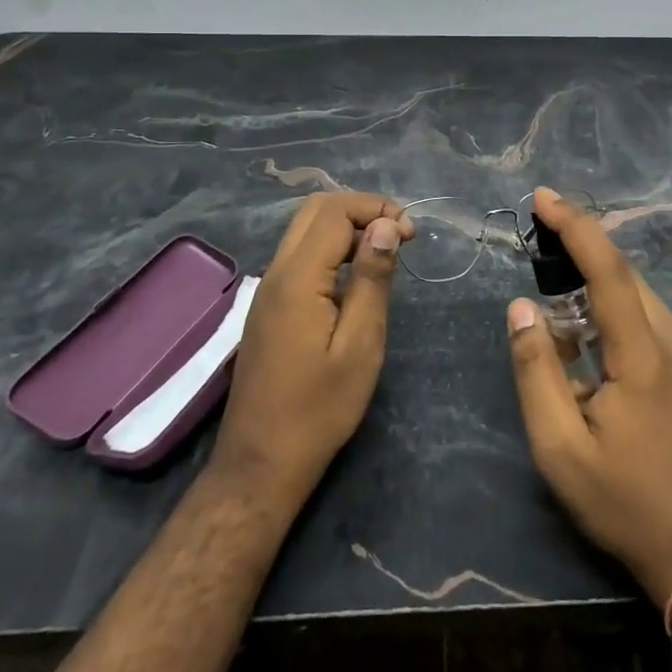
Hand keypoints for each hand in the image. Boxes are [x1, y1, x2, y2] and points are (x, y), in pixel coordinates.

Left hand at [213, 192, 413, 504]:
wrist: (261, 462)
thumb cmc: (320, 408)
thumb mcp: (360, 344)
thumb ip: (372, 279)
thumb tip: (385, 227)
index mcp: (298, 278)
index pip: (336, 212)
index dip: (377, 210)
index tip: (411, 236)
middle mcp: (276, 272)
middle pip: (315, 210)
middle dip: (361, 209)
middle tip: (398, 236)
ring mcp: (267, 289)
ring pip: (305, 230)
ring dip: (346, 227)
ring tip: (383, 253)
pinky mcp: (268, 307)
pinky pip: (299, 255)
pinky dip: (331, 248)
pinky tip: (355, 277)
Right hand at [506, 187, 671, 605]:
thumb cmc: (626, 504)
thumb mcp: (561, 450)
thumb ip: (537, 372)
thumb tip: (522, 308)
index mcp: (645, 358)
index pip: (610, 272)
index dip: (576, 227)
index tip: (544, 196)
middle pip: (627, 279)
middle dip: (583, 254)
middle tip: (540, 248)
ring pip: (642, 301)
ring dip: (600, 292)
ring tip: (561, 319)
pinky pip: (654, 325)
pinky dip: (620, 317)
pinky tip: (597, 352)